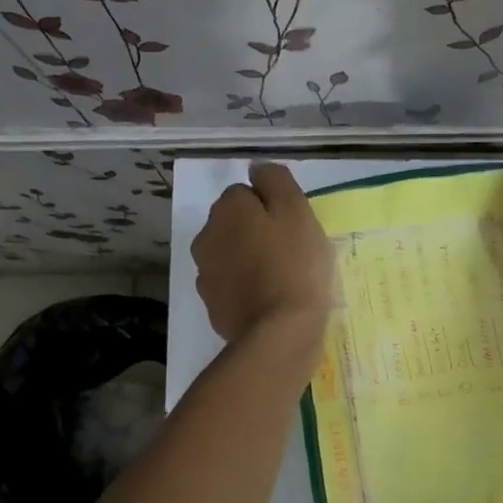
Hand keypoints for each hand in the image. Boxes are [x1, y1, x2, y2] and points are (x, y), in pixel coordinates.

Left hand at [192, 164, 335, 344]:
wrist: (280, 332)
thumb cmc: (295, 265)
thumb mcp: (297, 211)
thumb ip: (275, 181)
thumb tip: (257, 170)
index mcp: (227, 209)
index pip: (245, 193)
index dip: (271, 208)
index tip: (292, 228)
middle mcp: (206, 236)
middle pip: (234, 225)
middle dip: (255, 232)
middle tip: (289, 252)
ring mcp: (205, 274)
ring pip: (230, 256)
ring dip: (248, 260)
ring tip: (280, 279)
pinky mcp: (212, 306)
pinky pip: (231, 287)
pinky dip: (245, 289)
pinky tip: (268, 302)